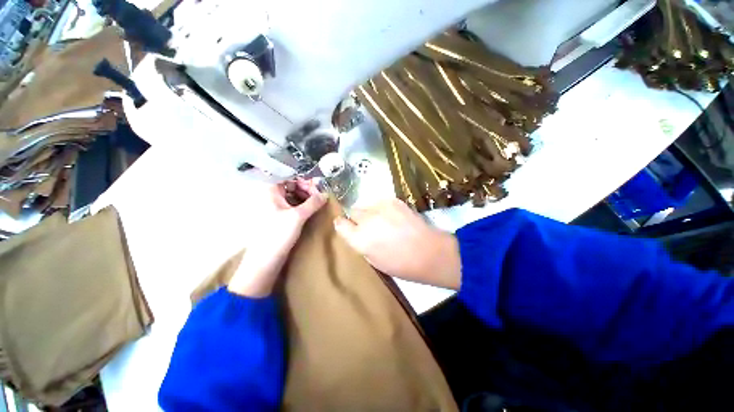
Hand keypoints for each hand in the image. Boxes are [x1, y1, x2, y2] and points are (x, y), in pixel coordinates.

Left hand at [228, 178, 326, 297]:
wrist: (266, 259)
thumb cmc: (279, 233)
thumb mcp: (298, 215)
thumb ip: (313, 202)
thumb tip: (326, 194)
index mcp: (272, 192)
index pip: (291, 179)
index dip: (305, 182)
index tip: (318, 189)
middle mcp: (273, 198)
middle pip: (292, 187)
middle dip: (307, 190)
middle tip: (320, 198)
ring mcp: (276, 209)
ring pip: (294, 198)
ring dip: (307, 199)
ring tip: (318, 205)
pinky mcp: (281, 219)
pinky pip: (294, 207)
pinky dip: (303, 207)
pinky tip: (312, 211)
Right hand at [334, 199, 460, 289]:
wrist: (429, 251)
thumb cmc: (401, 264)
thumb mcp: (374, 261)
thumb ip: (360, 244)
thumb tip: (356, 233)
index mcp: (360, 239)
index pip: (340, 224)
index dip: (342, 225)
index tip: (347, 227)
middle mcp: (367, 220)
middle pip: (353, 211)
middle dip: (357, 219)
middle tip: (369, 226)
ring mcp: (380, 207)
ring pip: (365, 205)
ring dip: (369, 212)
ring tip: (382, 220)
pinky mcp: (393, 200)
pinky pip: (379, 201)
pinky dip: (382, 208)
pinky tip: (392, 216)